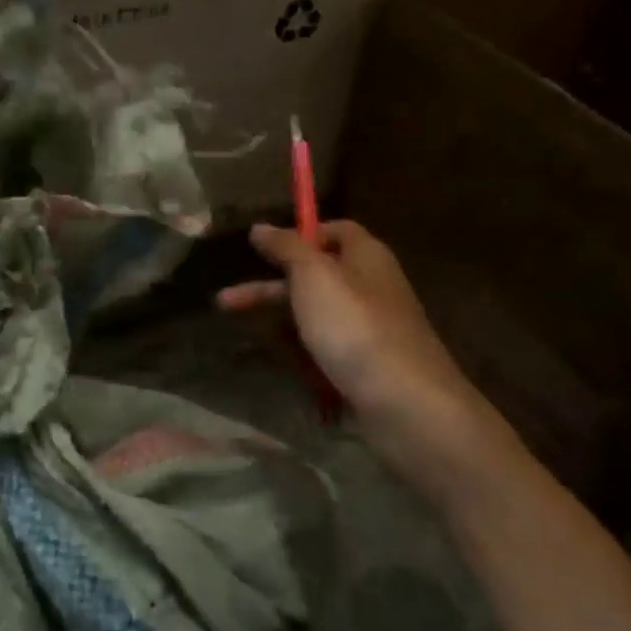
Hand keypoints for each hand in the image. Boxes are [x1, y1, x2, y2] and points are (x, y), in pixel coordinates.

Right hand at [217, 220, 521, 498]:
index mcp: (366, 256)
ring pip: (316, 319)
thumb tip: (260, 226)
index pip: (334, 230)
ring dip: (282, 327)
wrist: (405, 404)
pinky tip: (289, 372)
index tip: (262, 250)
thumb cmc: (355, 327)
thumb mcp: (313, 276)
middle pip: (315, 278)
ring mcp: (371, 330)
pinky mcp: (368, 367)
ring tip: (249, 341)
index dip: (299, 235)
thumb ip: (286, 248)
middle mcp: (371, 288)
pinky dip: (305, 358)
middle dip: (269, 290)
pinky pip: (327, 353)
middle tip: (225, 302)